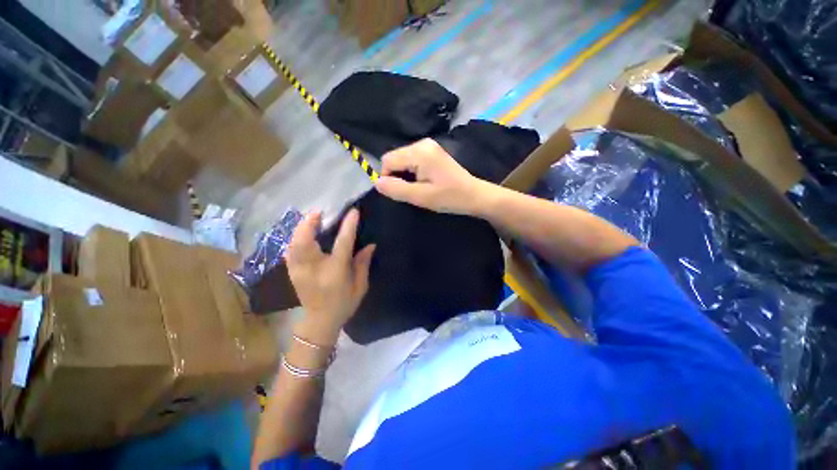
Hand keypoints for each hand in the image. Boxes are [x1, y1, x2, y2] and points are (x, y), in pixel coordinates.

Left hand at [285, 209, 374, 346]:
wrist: (319, 322)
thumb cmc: (344, 304)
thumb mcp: (360, 286)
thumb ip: (363, 263)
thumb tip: (370, 245)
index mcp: (335, 271)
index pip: (342, 243)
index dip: (348, 226)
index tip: (353, 212)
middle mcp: (314, 268)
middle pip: (306, 241)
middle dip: (310, 223)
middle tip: (319, 212)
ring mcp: (299, 271)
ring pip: (294, 244)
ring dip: (301, 228)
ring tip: (311, 219)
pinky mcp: (292, 272)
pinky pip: (290, 251)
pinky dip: (295, 239)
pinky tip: (301, 233)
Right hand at [374, 138, 488, 214]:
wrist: (474, 195)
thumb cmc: (449, 197)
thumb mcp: (421, 197)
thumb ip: (396, 189)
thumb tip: (376, 182)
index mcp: (419, 152)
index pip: (387, 160)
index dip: (388, 177)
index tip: (400, 193)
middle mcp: (422, 143)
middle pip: (394, 157)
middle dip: (397, 176)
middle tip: (412, 191)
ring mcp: (429, 146)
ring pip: (402, 159)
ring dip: (405, 175)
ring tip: (419, 188)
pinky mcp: (433, 152)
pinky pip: (412, 160)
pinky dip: (412, 172)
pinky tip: (424, 182)